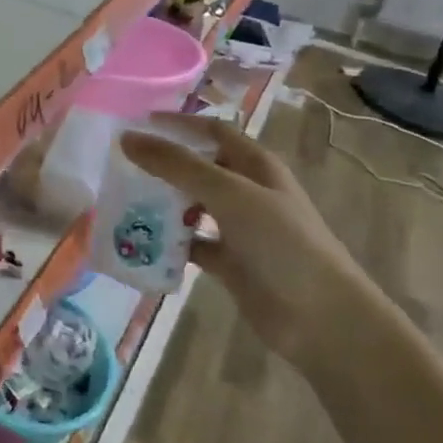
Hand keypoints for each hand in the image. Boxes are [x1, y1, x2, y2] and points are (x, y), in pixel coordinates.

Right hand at [119, 114, 379, 373]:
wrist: (321, 319)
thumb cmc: (281, 242)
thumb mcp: (228, 193)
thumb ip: (176, 165)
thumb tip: (127, 138)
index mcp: (255, 165)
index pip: (212, 131)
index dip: (178, 124)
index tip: (137, 123)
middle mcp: (247, 191)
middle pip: (198, 167)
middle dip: (163, 165)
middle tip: (121, 164)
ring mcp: (239, 228)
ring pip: (191, 205)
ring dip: (162, 203)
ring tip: (123, 199)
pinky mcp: (229, 262)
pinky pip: (191, 243)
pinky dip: (169, 242)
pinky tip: (141, 241)